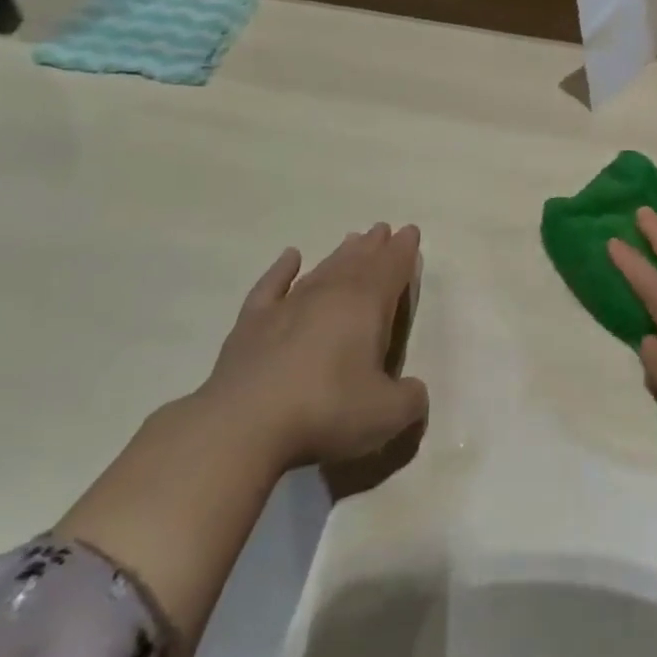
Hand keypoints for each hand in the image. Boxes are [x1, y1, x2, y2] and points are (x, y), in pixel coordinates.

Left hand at [203, 223, 428, 473]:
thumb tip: (413, 390)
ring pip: (321, 270)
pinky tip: (290, 257)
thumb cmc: (326, 411)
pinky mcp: (251, 324)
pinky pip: (272, 285)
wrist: (243, 427)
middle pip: (357, 263)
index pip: (391, 269)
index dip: (403, 251)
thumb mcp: (387, 414)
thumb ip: (410, 399)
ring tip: (352, 239)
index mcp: (365, 306)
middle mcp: (328, 295)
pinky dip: (282, 270)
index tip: (410, 231)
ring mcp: (286, 307)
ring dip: (339, 254)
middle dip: (374, 246)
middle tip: (383, 229)